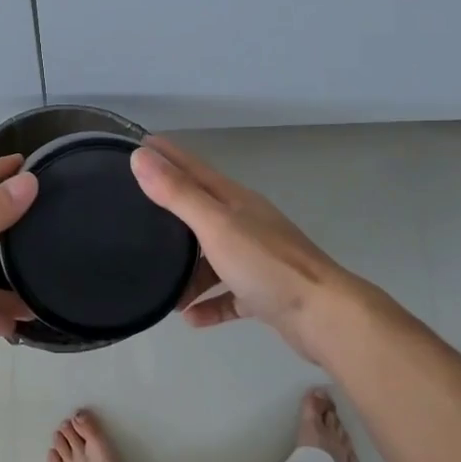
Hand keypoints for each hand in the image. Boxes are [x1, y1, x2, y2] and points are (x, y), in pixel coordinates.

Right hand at [131, 136, 380, 365]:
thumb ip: (178, 193)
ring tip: (163, 290)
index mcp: (235, 201)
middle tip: (136, 213)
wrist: (324, 315)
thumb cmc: (266, 264)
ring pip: (214, 258)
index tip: (141, 144)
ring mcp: (258, 259)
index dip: (168, 156)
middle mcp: (247, 223)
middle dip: (171, 212)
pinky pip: (229, 294)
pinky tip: (191, 317)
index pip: (194, 169)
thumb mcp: (215, 225)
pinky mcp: (265, 292)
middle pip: (202, 213)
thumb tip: (141, 156)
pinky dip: (211, 303)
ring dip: (189, 272)